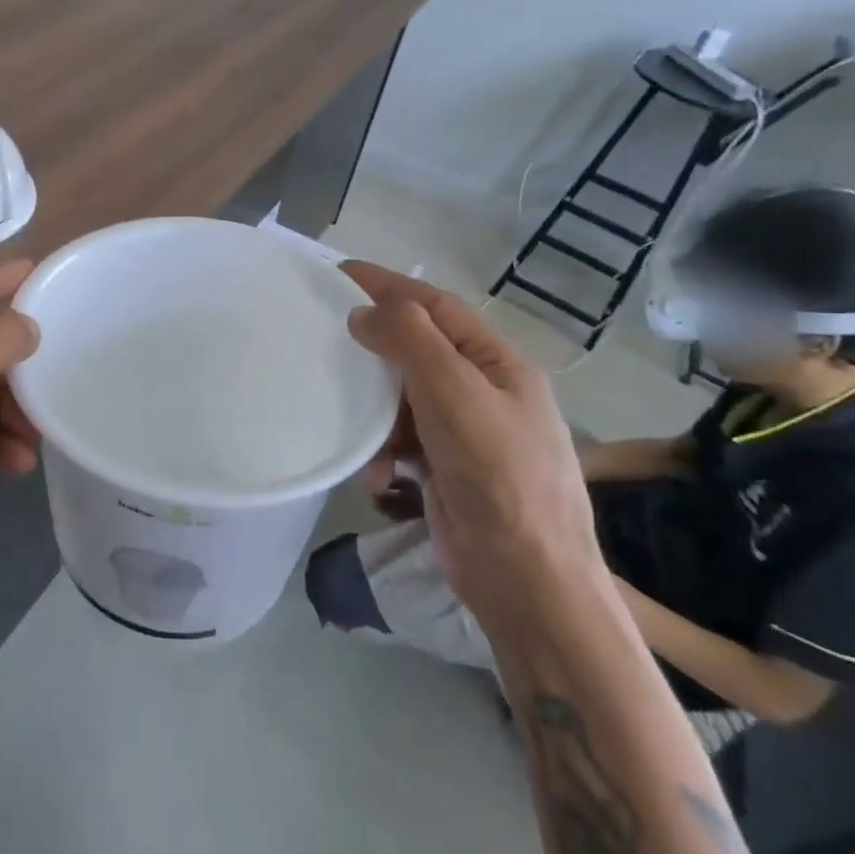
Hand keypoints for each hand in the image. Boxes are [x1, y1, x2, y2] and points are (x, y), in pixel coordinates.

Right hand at [342, 262, 599, 625]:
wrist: (526, 579)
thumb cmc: (497, 473)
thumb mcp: (454, 392)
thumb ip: (409, 341)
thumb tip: (363, 313)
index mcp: (497, 363)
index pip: (435, 306)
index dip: (388, 286)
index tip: (338, 274)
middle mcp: (484, 391)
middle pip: (417, 351)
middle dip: (376, 350)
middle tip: (327, 340)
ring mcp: (466, 433)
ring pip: (404, 400)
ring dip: (376, 414)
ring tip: (357, 430)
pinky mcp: (447, 470)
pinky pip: (403, 442)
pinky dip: (385, 454)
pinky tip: (378, 477)